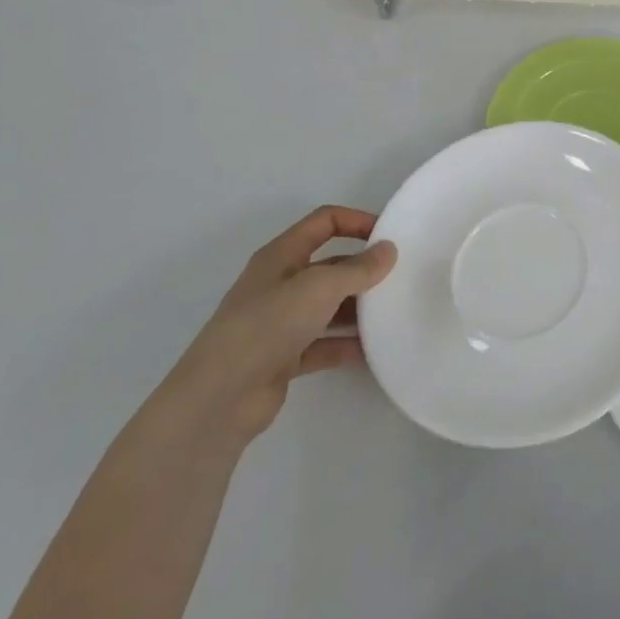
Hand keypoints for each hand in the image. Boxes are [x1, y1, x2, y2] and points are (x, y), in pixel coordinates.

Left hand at [157, 206, 396, 449]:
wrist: (220, 397)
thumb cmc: (267, 325)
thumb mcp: (319, 287)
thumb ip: (358, 269)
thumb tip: (389, 250)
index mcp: (281, 255)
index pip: (324, 222)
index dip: (357, 221)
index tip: (390, 236)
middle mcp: (280, 283)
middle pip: (329, 265)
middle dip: (362, 269)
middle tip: (399, 278)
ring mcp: (280, 322)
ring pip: (327, 306)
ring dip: (357, 309)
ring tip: (393, 313)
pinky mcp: (283, 358)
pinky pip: (323, 344)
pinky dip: (346, 345)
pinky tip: (374, 351)